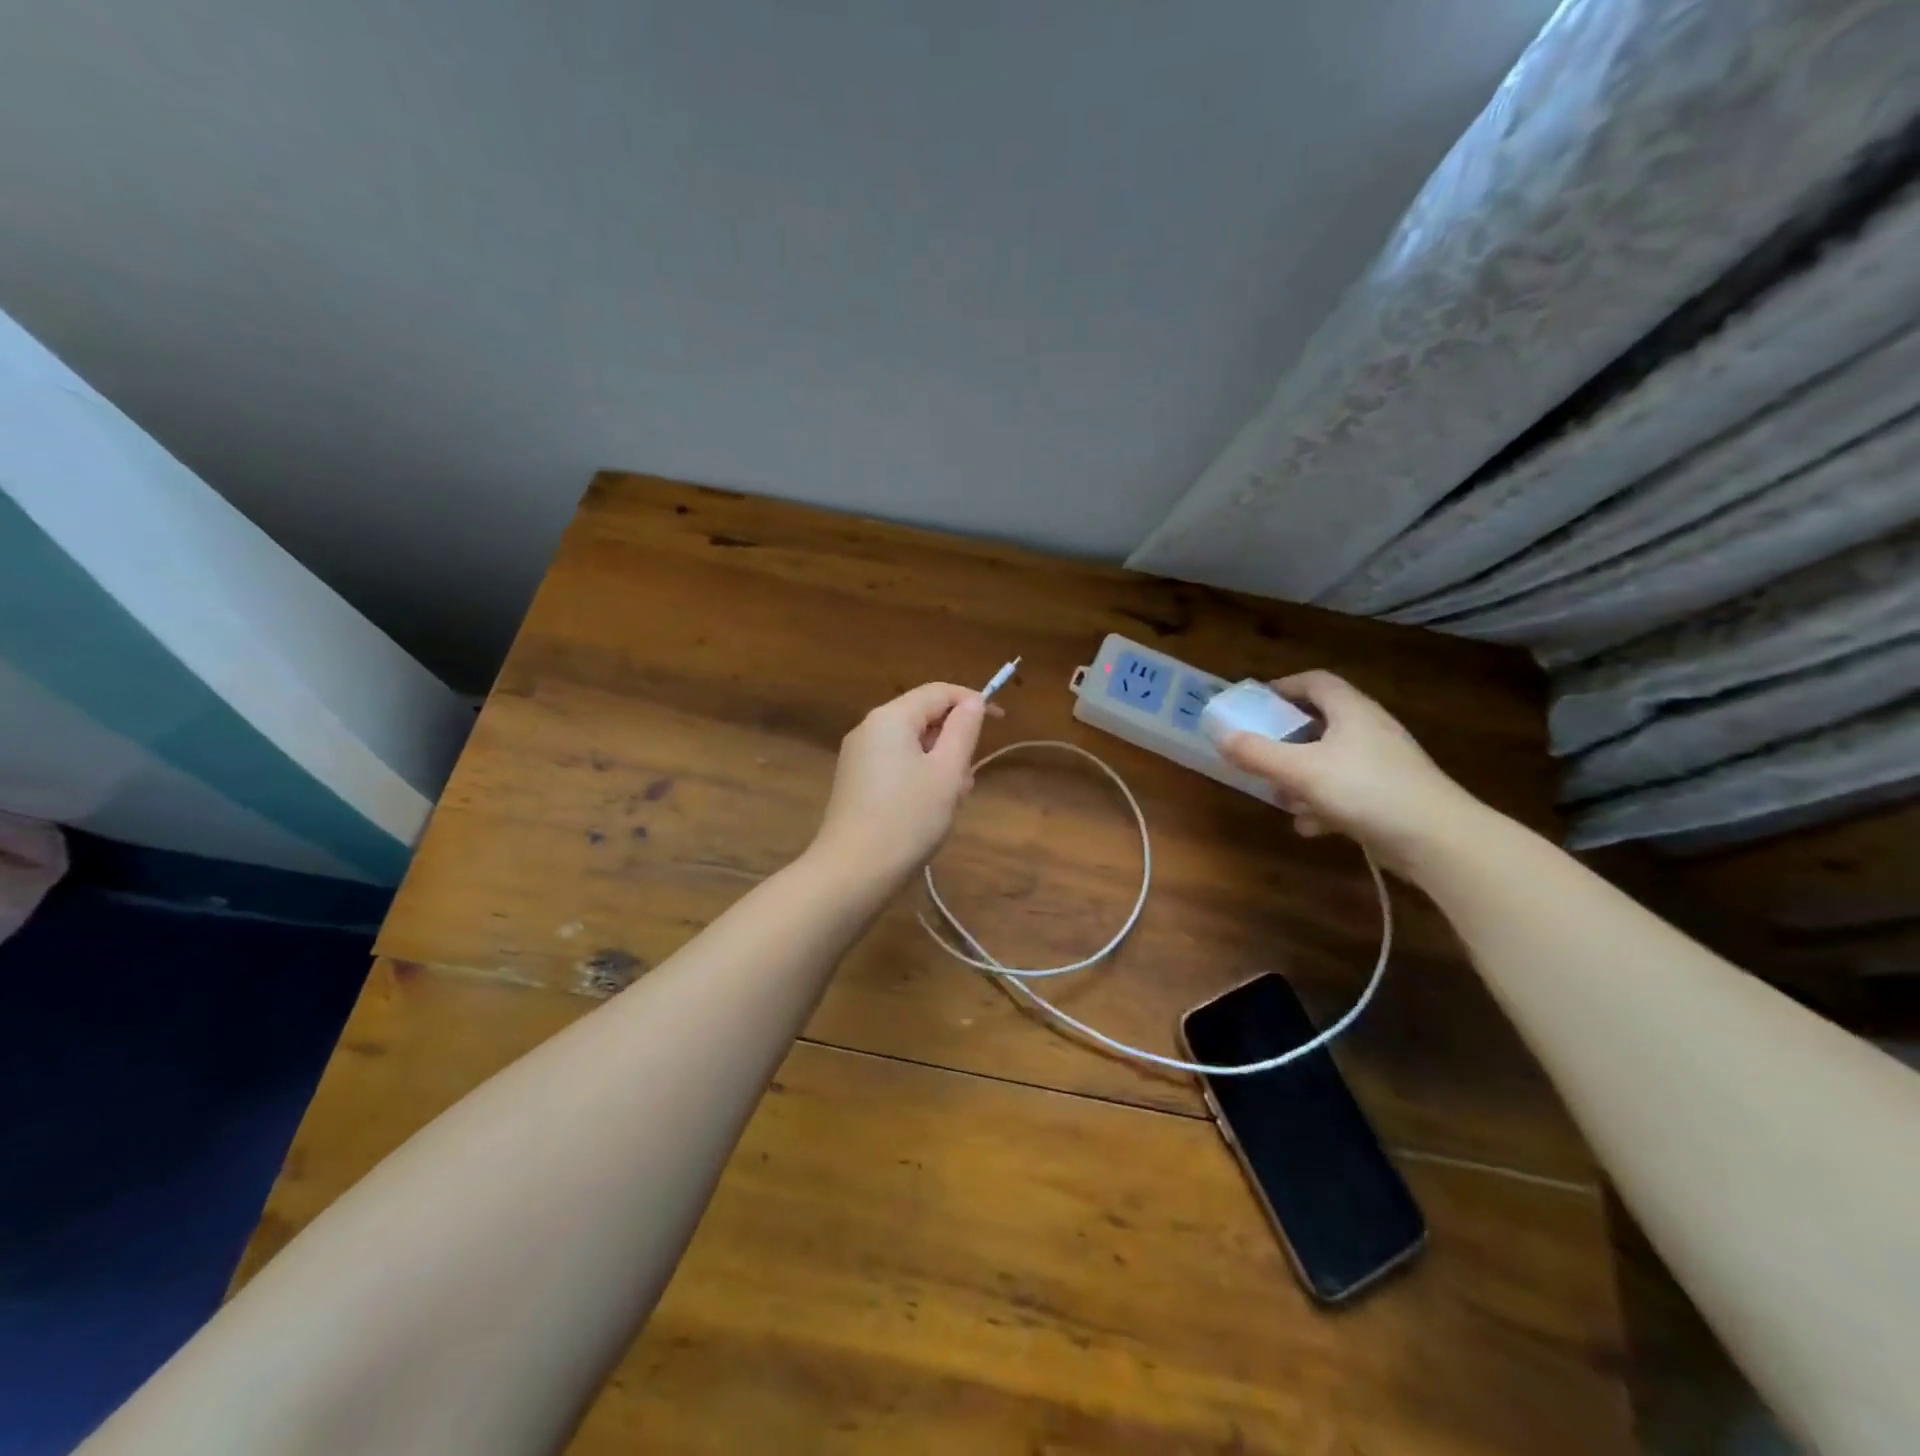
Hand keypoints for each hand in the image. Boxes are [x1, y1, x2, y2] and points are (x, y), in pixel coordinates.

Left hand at [807, 683, 992, 890]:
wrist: (853, 872)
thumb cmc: (907, 818)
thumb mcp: (947, 772)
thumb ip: (963, 731)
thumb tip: (973, 702)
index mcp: (891, 717)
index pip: (938, 692)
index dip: (972, 701)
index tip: (1000, 722)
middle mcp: (869, 728)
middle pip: (924, 718)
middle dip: (953, 742)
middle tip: (967, 781)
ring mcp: (858, 756)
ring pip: (912, 745)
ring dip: (939, 765)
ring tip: (948, 803)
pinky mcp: (855, 782)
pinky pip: (896, 764)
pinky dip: (919, 778)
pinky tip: (927, 811)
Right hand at [1217, 671, 1483, 874]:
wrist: (1437, 839)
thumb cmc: (1365, 790)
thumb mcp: (1301, 770)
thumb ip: (1258, 754)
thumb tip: (1222, 738)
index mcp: (1352, 711)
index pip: (1316, 681)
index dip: (1284, 687)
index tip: (1255, 703)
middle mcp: (1370, 730)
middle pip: (1320, 722)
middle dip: (1286, 740)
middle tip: (1260, 752)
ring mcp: (1383, 765)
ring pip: (1331, 760)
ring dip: (1301, 777)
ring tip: (1281, 796)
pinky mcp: (1390, 796)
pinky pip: (1346, 791)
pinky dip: (1323, 804)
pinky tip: (1309, 826)